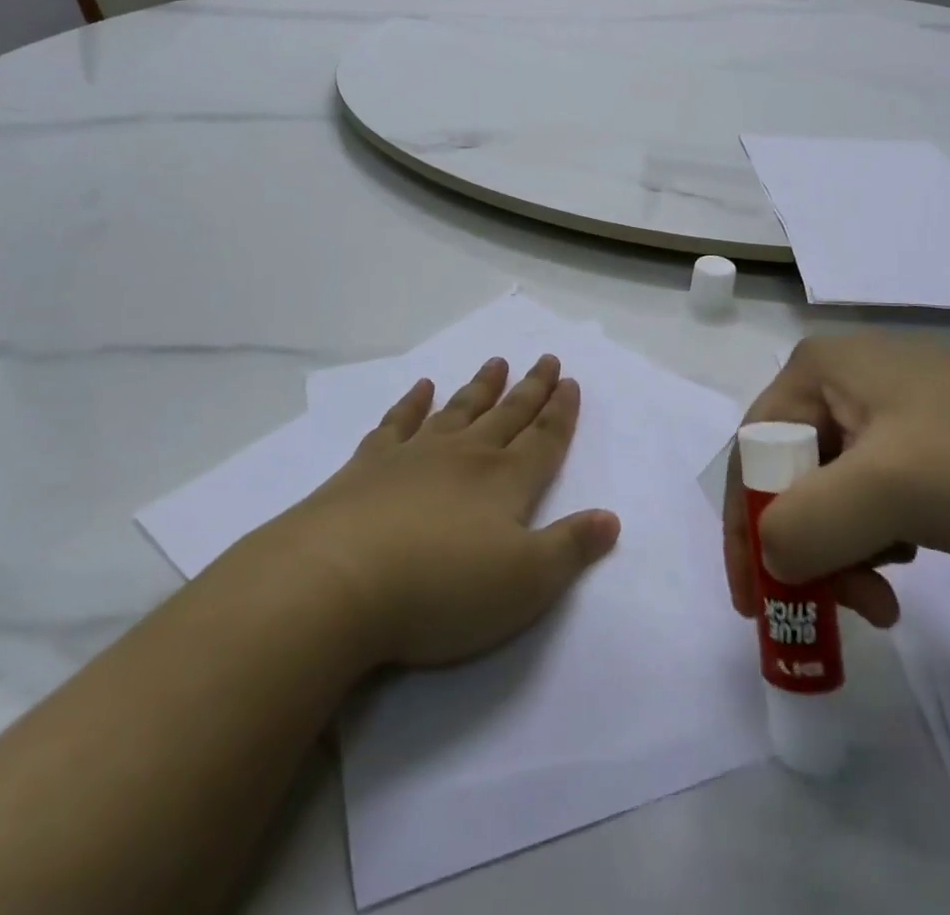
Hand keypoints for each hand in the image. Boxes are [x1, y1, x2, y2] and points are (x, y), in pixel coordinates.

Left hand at [257, 354, 620, 669]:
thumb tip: (611, 518)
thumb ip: (570, 548)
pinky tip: (421, 386)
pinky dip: (412, 402)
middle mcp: (465, 456)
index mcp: (504, 482)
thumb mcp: (525, 584)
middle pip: (507, 415)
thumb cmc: (442, 589)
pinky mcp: (370, 464)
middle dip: (530, 389)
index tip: (570, 381)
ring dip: (480, 386)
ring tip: (496, 362)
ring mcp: (415, 454)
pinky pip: (398, 421)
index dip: (561, 412)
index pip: (543, 439)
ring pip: (458, 410)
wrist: (339, 579)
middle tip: (545, 359)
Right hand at [724, 334, 949, 651]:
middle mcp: (841, 376)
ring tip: (883, 596)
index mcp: (819, 367)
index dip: (748, 522)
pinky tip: (907, 556)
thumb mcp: (885, 491)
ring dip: (843, 548)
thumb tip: (769, 561)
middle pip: (790, 469)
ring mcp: (883, 403)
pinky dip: (873, 534)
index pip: (754, 447)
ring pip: (828, 486)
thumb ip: (805, 525)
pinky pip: (867, 488)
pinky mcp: (919, 434)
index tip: (755, 599)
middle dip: (806, 544)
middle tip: (837, 606)